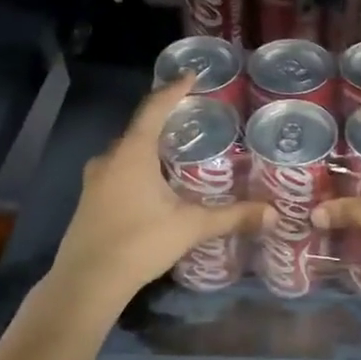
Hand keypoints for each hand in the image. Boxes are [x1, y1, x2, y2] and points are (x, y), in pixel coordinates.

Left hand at [48, 76, 269, 313]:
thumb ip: (232, 216)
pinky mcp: (90, 200)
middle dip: (164, 119)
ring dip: (150, 146)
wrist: (86, 283)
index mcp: (132, 153)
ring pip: (127, 151)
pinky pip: (119, 169)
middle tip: (193, 117)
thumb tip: (274, 213)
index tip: (192, 75)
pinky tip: (156, 183)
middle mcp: (110, 158)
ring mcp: (95, 180)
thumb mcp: (190, 227)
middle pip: (139, 128)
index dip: (174, 89)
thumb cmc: (139, 243)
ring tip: (178, 149)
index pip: (154, 108)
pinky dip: (139, 166)